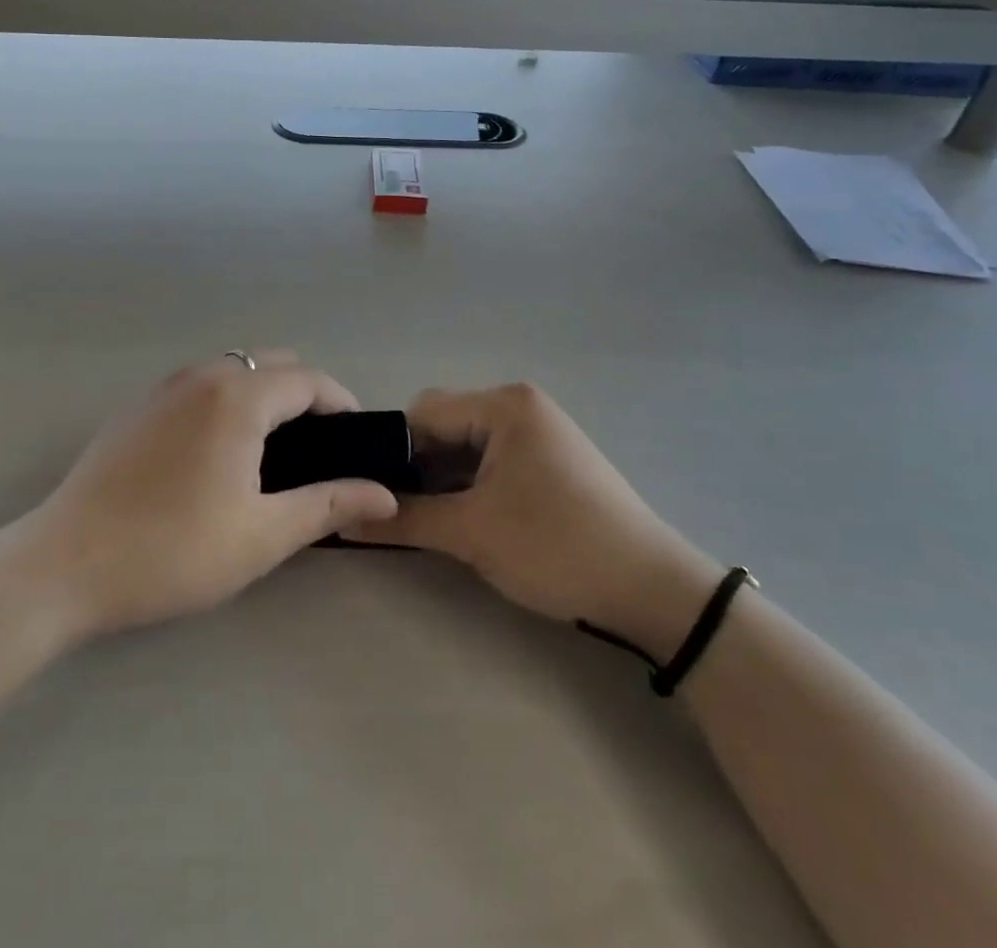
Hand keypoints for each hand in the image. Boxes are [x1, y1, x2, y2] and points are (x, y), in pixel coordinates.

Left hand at [23, 352, 399, 637]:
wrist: (65, 564)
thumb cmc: (173, 551)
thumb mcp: (261, 535)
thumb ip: (327, 505)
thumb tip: (385, 494)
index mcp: (237, 398)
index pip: (308, 379)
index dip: (341, 402)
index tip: (357, 439)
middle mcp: (201, 377)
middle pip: (271, 364)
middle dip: (304, 394)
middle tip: (318, 448)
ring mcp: (162, 388)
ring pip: (232, 370)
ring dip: (263, 393)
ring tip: (272, 449)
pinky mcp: (136, 407)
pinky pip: (198, 384)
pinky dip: (225, 399)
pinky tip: (217, 451)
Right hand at [349, 383, 718, 658]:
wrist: (653, 591)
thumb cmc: (557, 546)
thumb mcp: (472, 533)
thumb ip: (403, 520)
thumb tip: (342, 521)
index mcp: (503, 405)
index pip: (422, 413)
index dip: (392, 452)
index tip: (372, 493)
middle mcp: (519, 406)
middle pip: (443, 427)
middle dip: (417, 468)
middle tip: (395, 512)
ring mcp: (537, 434)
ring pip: (465, 448)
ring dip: (442, 481)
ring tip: (422, 520)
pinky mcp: (548, 462)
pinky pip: (490, 462)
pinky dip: (469, 487)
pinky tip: (460, 520)